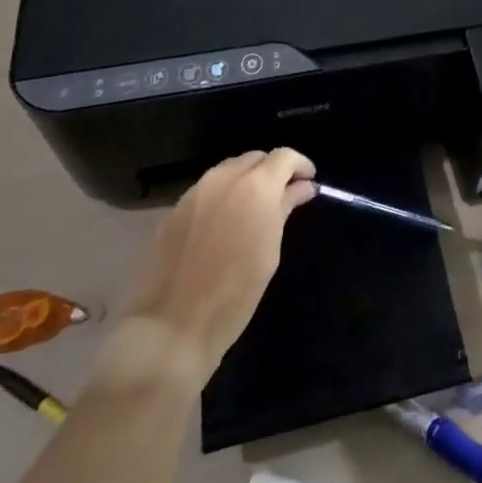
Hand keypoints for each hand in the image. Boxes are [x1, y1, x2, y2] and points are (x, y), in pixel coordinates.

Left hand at [95, 149, 316, 388]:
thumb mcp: (270, 250)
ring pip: (229, 170)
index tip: (308, 181)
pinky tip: (225, 222)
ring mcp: (195, 192)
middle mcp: (223, 179)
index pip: (284, 156)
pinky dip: (223, 195)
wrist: (172, 326)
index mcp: (254, 187)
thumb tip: (302, 187)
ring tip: (254, 209)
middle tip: (283, 196)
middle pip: (255, 158)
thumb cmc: (235, 294)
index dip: (300, 165)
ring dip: (247, 180)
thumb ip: (285, 209)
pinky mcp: (174, 210)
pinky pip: (207, 189)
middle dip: (272, 171)